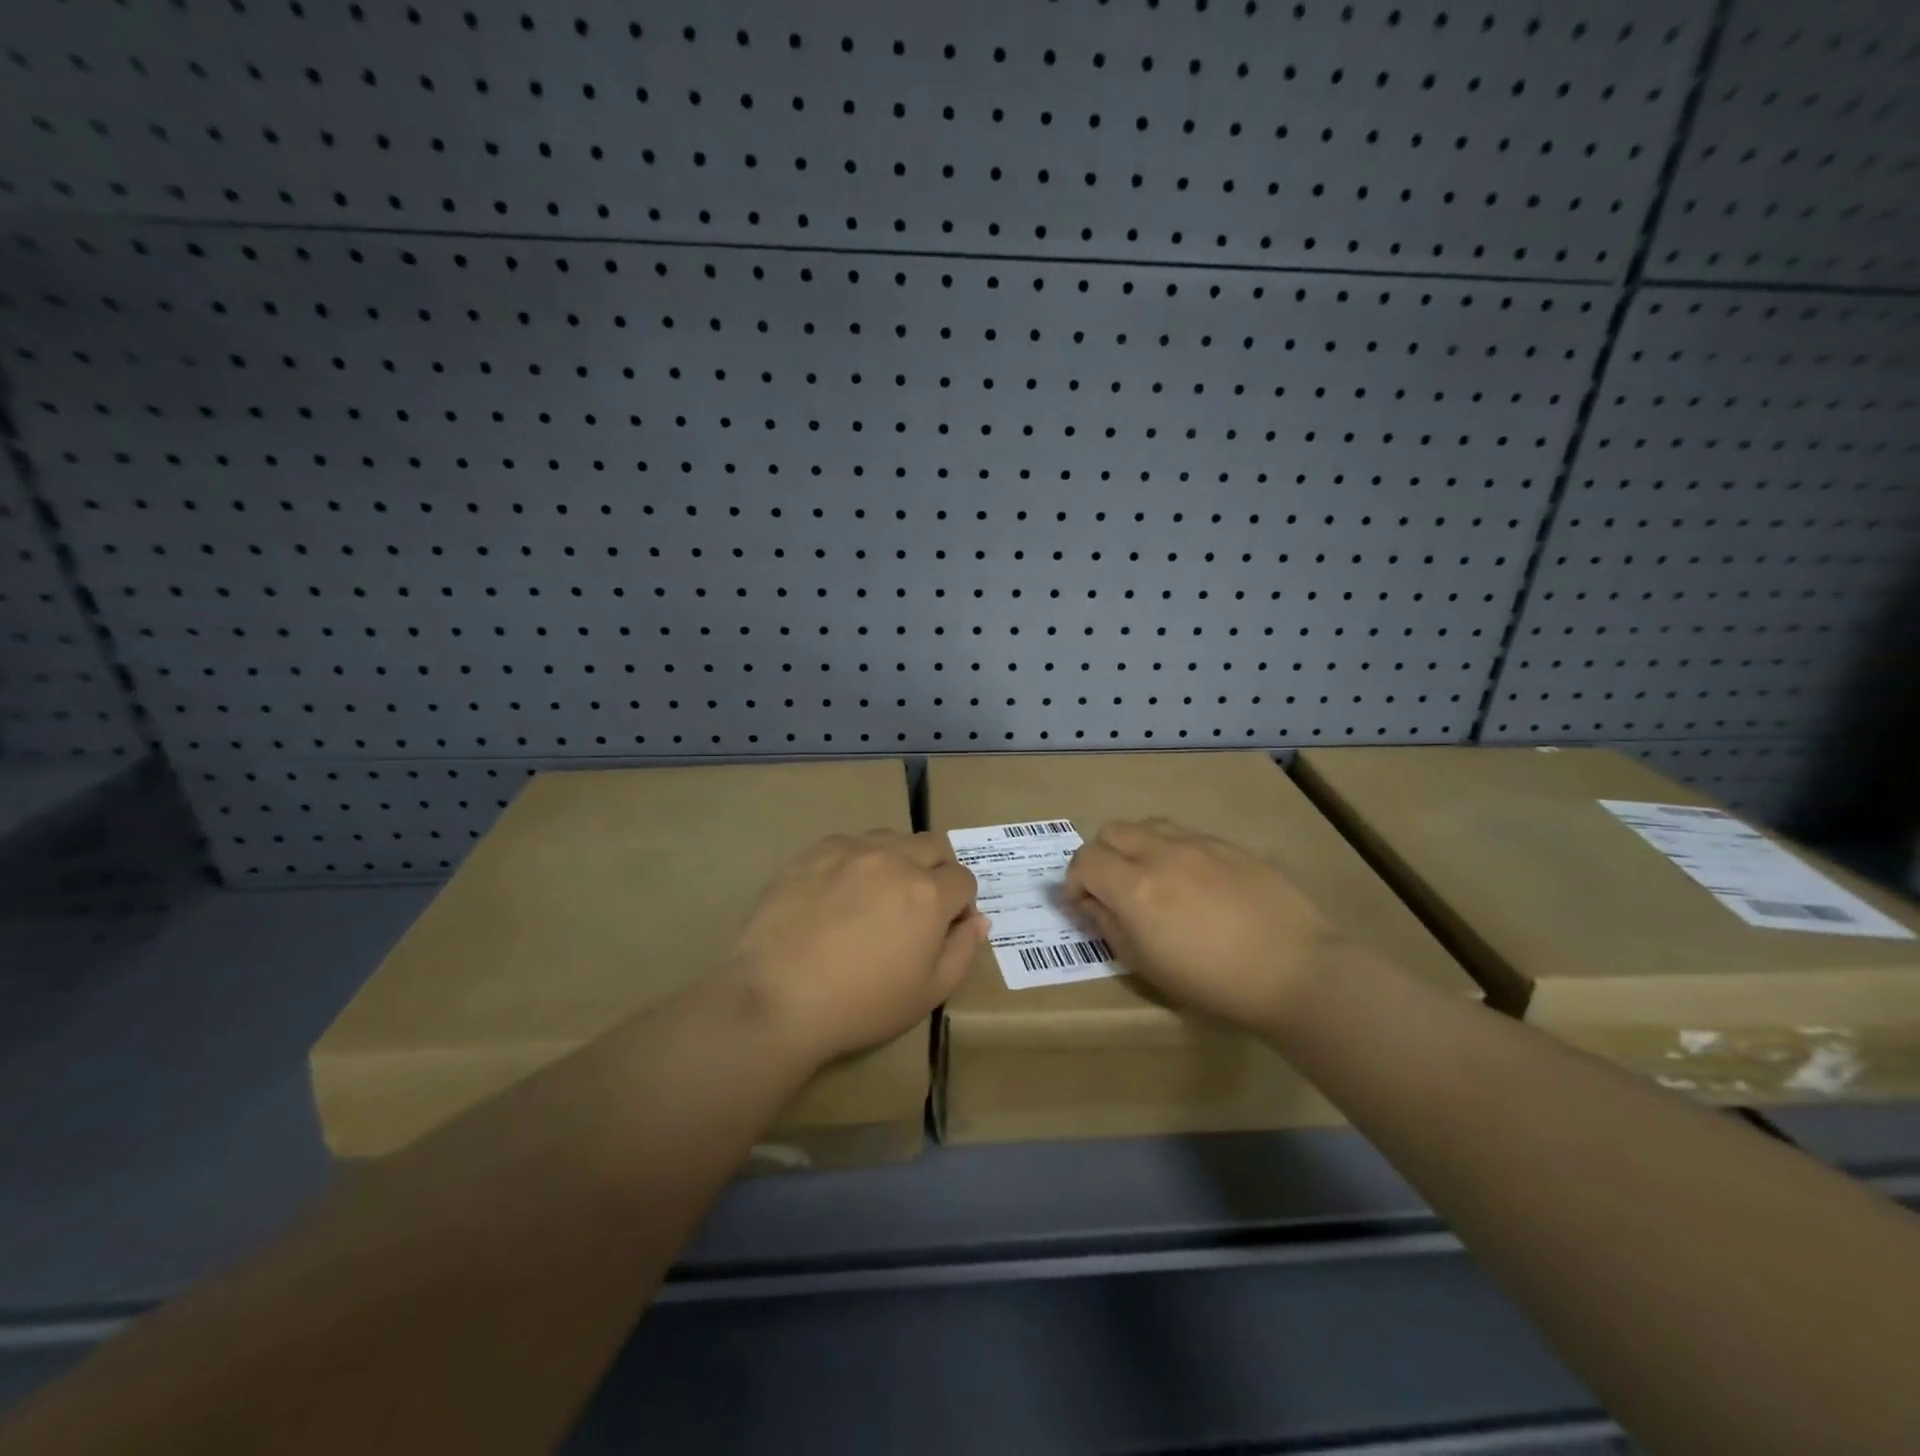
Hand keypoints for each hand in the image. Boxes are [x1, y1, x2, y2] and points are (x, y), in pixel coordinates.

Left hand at [726, 830, 986, 1064]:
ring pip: (891, 837)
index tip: (946, 927)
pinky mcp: (813, 852)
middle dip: (937, 870)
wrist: (778, 998)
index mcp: (929, 893)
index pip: (964, 879)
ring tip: (877, 895)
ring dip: (897, 858)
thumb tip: (978, 921)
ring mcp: (851, 850)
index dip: (961, 904)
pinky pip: (848, 843)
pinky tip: (837, 893)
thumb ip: (962, 951)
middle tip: (917, 905)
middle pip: (933, 845)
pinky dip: (855, 861)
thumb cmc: (861, 1004)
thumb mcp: (928, 993)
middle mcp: (895, 859)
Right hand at [1062, 818, 1342, 1032]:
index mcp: (1135, 888)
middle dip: (1100, 856)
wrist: (1295, 971)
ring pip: (1147, 825)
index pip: (1085, 860)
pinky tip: (1189, 881)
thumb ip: (1110, 927)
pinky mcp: (1228, 845)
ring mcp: (1198, 844)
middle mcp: (1160, 854)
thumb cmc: (1214, 983)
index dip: (1074, 880)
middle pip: (1111, 831)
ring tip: (1148, 878)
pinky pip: (1184, 834)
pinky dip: (1169, 849)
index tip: (1083, 903)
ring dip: (1134, 846)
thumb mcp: (1148, 966)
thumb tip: (1091, 904)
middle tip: (1110, 888)